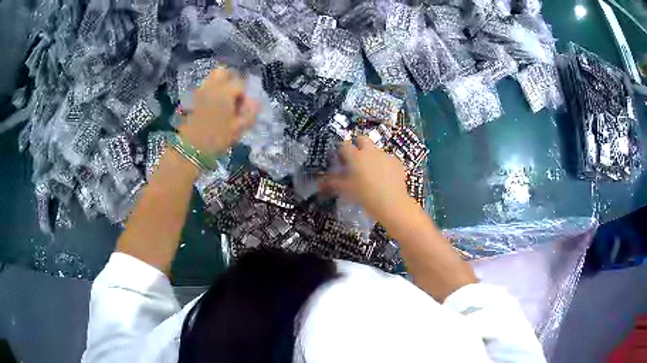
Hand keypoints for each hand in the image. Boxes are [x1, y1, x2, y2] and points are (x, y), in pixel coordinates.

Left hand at [178, 68, 258, 154]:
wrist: (189, 149)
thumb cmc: (216, 139)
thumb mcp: (237, 129)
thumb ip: (249, 114)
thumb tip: (256, 103)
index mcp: (225, 92)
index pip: (240, 83)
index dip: (245, 95)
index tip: (244, 109)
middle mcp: (211, 87)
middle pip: (223, 72)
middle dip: (231, 81)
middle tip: (234, 97)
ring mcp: (199, 92)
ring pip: (211, 79)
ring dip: (220, 86)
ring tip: (222, 102)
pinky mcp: (190, 99)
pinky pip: (203, 89)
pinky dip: (210, 93)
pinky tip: (211, 109)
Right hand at [320, 136, 411, 222]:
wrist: (391, 202)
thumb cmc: (364, 195)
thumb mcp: (345, 190)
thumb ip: (332, 183)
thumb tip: (320, 182)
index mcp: (356, 156)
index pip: (344, 145)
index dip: (341, 151)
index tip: (341, 160)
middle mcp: (370, 151)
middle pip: (362, 139)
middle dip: (358, 145)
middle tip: (356, 158)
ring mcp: (385, 155)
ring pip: (376, 150)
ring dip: (372, 156)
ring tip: (372, 172)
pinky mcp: (397, 162)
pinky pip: (388, 159)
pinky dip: (385, 165)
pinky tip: (385, 177)